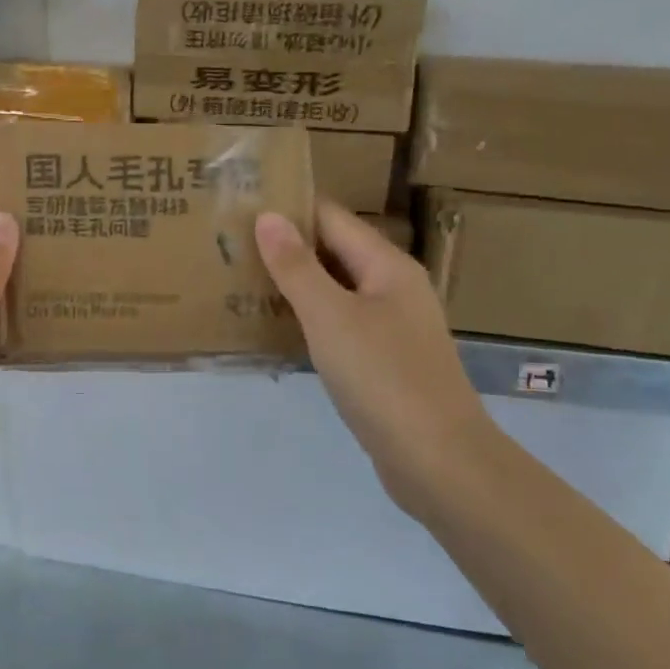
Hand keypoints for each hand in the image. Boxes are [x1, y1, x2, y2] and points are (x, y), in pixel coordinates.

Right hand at [256, 202, 497, 510]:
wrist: (438, 460)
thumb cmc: (383, 377)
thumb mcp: (330, 317)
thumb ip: (297, 266)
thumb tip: (268, 216)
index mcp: (387, 266)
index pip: (331, 218)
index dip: (289, 209)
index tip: (240, 208)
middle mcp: (394, 288)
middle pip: (335, 252)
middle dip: (287, 247)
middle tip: (231, 245)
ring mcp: (393, 327)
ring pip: (336, 290)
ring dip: (295, 284)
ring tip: (243, 281)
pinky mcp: (385, 361)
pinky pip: (341, 325)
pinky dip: (310, 319)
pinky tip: (278, 329)